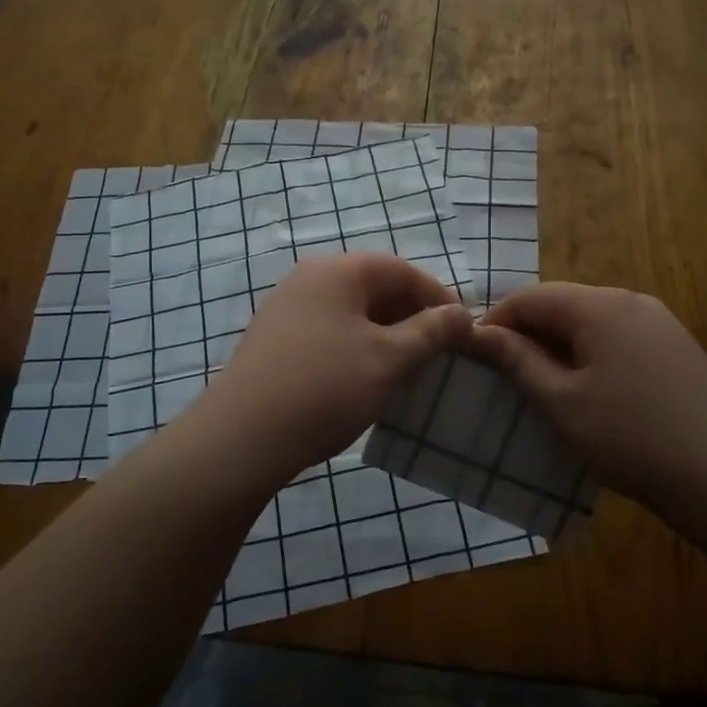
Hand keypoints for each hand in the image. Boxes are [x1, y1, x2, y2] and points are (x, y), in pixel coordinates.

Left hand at [199, 253, 472, 479]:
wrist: (242, 436)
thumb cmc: (326, 388)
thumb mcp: (389, 359)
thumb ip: (431, 332)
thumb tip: (463, 313)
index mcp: (338, 271)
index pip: (402, 270)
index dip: (438, 298)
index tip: (464, 331)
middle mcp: (309, 278)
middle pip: (375, 287)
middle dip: (412, 317)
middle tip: (438, 352)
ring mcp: (287, 308)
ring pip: (352, 312)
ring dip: (385, 334)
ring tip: (408, 368)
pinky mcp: (275, 339)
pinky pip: (329, 331)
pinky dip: (357, 347)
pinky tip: (366, 378)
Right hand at [466, 283, 706, 523]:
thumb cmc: (632, 438)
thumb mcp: (562, 402)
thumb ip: (517, 361)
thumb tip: (477, 331)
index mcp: (601, 306)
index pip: (531, 297)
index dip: (496, 321)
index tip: (473, 356)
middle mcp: (631, 301)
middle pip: (562, 304)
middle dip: (527, 334)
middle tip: (503, 375)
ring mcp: (659, 323)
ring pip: (590, 322)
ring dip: (558, 346)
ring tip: (540, 386)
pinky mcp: (675, 347)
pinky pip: (617, 338)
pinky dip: (589, 355)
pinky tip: (587, 391)